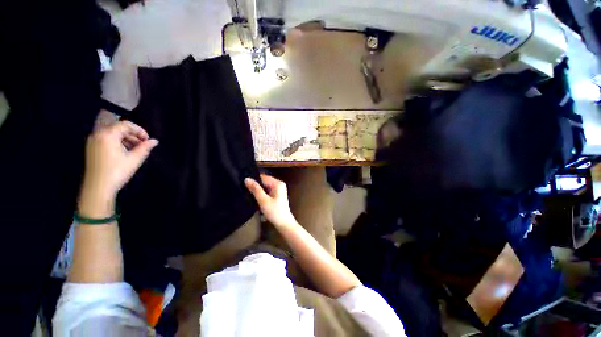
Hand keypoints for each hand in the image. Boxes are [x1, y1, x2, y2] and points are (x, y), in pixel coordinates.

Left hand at [79, 121, 157, 216]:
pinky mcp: (91, 149)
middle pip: (118, 128)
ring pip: (112, 134)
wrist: (98, 187)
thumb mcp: (134, 159)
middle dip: (133, 135)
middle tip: (143, 144)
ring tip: (136, 149)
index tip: (147, 139)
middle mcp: (98, 135)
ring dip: (126, 139)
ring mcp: (93, 141)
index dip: (139, 130)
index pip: (125, 124)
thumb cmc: (117, 171)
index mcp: (108, 135)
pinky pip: (106, 139)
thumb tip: (155, 141)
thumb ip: (145, 148)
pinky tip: (125, 152)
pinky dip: (117, 142)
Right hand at [245, 174, 296, 228]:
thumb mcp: (263, 200)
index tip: (244, 184)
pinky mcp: (277, 195)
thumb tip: (246, 179)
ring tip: (249, 194)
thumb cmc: (274, 212)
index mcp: (278, 183)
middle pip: (264, 181)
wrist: (284, 223)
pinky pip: (267, 190)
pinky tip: (257, 198)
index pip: (263, 177)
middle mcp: (279, 184)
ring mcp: (279, 189)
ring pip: (265, 186)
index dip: (254, 180)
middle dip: (256, 185)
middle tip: (245, 190)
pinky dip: (262, 193)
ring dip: (258, 190)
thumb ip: (255, 189)